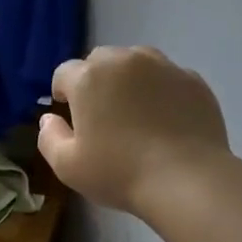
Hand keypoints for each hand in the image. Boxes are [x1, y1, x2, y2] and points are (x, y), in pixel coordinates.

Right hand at [37, 47, 229, 216]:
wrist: (186, 180)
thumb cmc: (119, 173)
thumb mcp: (67, 166)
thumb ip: (48, 137)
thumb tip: (48, 119)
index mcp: (89, 78)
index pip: (64, 73)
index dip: (62, 93)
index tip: (69, 116)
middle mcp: (125, 60)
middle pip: (100, 60)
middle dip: (95, 81)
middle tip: (101, 116)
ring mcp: (164, 66)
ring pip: (136, 62)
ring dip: (128, 80)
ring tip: (135, 114)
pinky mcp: (193, 80)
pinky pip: (167, 78)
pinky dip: (160, 91)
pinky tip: (164, 121)